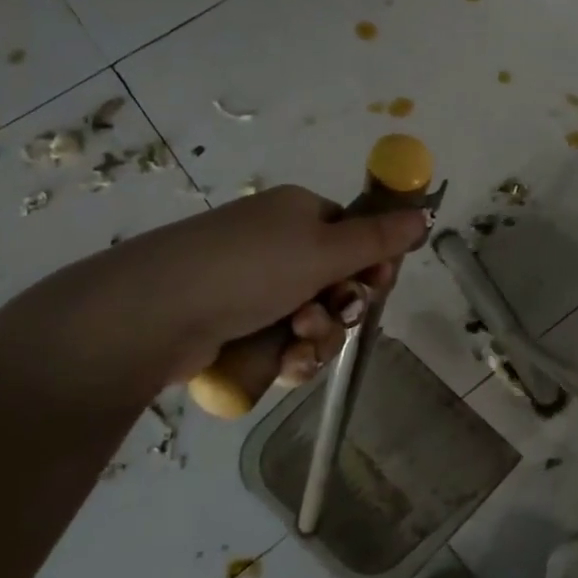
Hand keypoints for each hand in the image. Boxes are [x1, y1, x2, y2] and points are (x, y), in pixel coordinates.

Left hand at [14, 186, 427, 400]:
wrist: (153, 314)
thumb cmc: (249, 268)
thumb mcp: (325, 249)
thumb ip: (380, 238)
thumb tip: (424, 213)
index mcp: (300, 214)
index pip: (357, 238)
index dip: (372, 267)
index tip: (375, 287)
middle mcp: (279, 245)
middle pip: (340, 284)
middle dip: (342, 310)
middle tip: (331, 318)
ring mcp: (254, 287)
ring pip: (316, 321)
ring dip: (318, 339)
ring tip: (296, 345)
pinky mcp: (235, 325)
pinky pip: (285, 344)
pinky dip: (291, 357)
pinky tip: (283, 364)